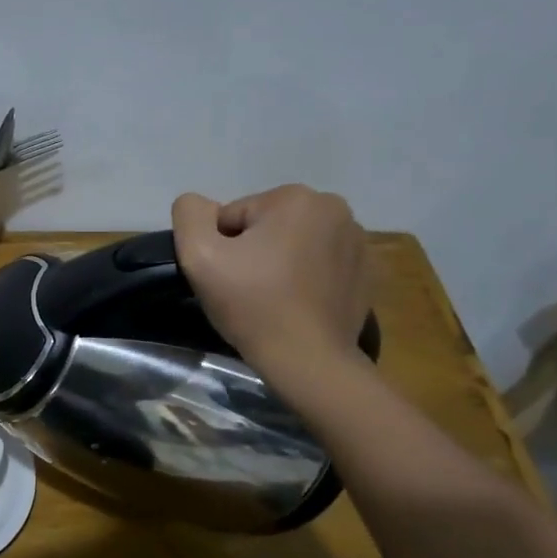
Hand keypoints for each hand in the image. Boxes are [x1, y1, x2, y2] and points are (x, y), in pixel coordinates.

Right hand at [171, 185, 371, 382]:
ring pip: (293, 242)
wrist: (308, 360)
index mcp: (295, 198)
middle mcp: (334, 208)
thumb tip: (200, 205)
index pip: (234, 216)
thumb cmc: (252, 304)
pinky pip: (319, 263)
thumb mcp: (199, 255)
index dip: (221, 248)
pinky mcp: (366, 270)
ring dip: (278, 262)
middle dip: (252, 251)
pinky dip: (305, 277)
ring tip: (273, 299)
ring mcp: (357, 240)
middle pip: (266, 225)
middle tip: (247, 289)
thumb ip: (190, 215)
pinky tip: (297, 304)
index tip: (228, 278)